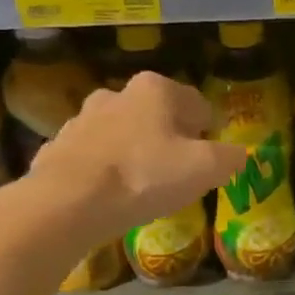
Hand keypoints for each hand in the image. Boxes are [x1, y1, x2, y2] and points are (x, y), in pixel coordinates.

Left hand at [27, 72, 246, 242]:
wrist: (66, 204)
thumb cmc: (144, 176)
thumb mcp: (204, 169)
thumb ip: (229, 158)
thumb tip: (237, 156)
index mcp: (155, 89)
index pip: (196, 103)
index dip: (207, 132)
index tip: (208, 159)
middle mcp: (117, 94)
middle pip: (156, 116)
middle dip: (168, 139)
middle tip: (177, 174)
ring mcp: (82, 120)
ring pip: (122, 134)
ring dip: (134, 153)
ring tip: (141, 188)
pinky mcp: (57, 148)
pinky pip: (92, 158)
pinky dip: (103, 171)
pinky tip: (108, 198)